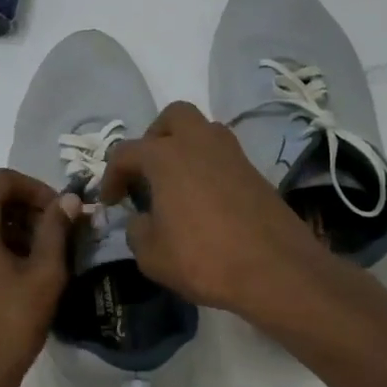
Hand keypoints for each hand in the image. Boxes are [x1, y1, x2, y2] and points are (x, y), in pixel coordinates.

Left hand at [0, 168, 79, 386]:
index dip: (39, 190)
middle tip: (61, 238)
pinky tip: (19, 275)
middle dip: (28, 211)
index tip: (65, 214)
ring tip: (45, 259)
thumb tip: (69, 200)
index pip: (5, 180)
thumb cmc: (7, 326)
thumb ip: (56, 230)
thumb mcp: (43, 275)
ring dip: (14, 230)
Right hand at [99, 101, 325, 319]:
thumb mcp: (151, 255)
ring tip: (176, 184)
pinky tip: (203, 200)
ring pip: (203, 131)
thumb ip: (136, 230)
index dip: (111, 175)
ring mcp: (232, 155)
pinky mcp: (255, 172)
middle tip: (147, 171)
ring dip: (185, 148)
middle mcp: (199, 143)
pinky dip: (208, 167)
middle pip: (173, 117)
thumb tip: (141, 219)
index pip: (126, 152)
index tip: (110, 201)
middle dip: (155, 137)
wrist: (276, 269)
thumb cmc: (204, 259)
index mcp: (166, 156)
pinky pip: (223, 156)